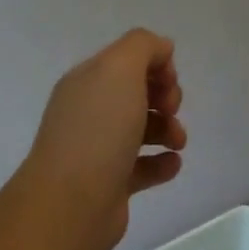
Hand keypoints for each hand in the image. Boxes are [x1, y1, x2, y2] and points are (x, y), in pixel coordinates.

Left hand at [19, 29, 186, 249]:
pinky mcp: (110, 184)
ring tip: (177, 142)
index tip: (169, 82)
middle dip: (164, 97)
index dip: (155, 65)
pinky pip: (142, 167)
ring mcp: (98, 149)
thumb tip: (162, 48)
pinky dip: (162, 163)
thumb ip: (143, 47)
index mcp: (87, 81)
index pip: (126, 60)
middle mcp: (89, 111)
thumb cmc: (97, 130)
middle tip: (171, 110)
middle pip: (135, 94)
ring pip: (141, 130)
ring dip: (168, 130)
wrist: (71, 203)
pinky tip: (172, 164)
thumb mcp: (119, 69)